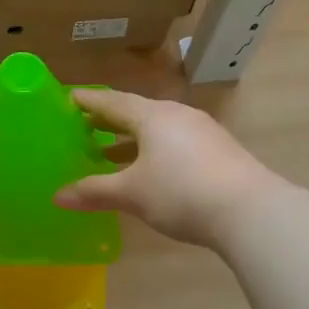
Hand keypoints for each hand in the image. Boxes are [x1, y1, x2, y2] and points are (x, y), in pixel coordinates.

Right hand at [55, 89, 283, 249]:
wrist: (250, 211)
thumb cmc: (180, 192)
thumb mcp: (131, 193)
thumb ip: (94, 191)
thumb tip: (58, 196)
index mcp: (152, 116)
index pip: (112, 101)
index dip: (88, 101)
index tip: (68, 97)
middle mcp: (177, 115)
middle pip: (135, 112)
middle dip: (108, 121)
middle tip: (82, 126)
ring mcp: (201, 132)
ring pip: (157, 130)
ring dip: (130, 140)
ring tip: (107, 153)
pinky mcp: (218, 151)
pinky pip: (175, 144)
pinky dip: (153, 152)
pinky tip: (147, 171)